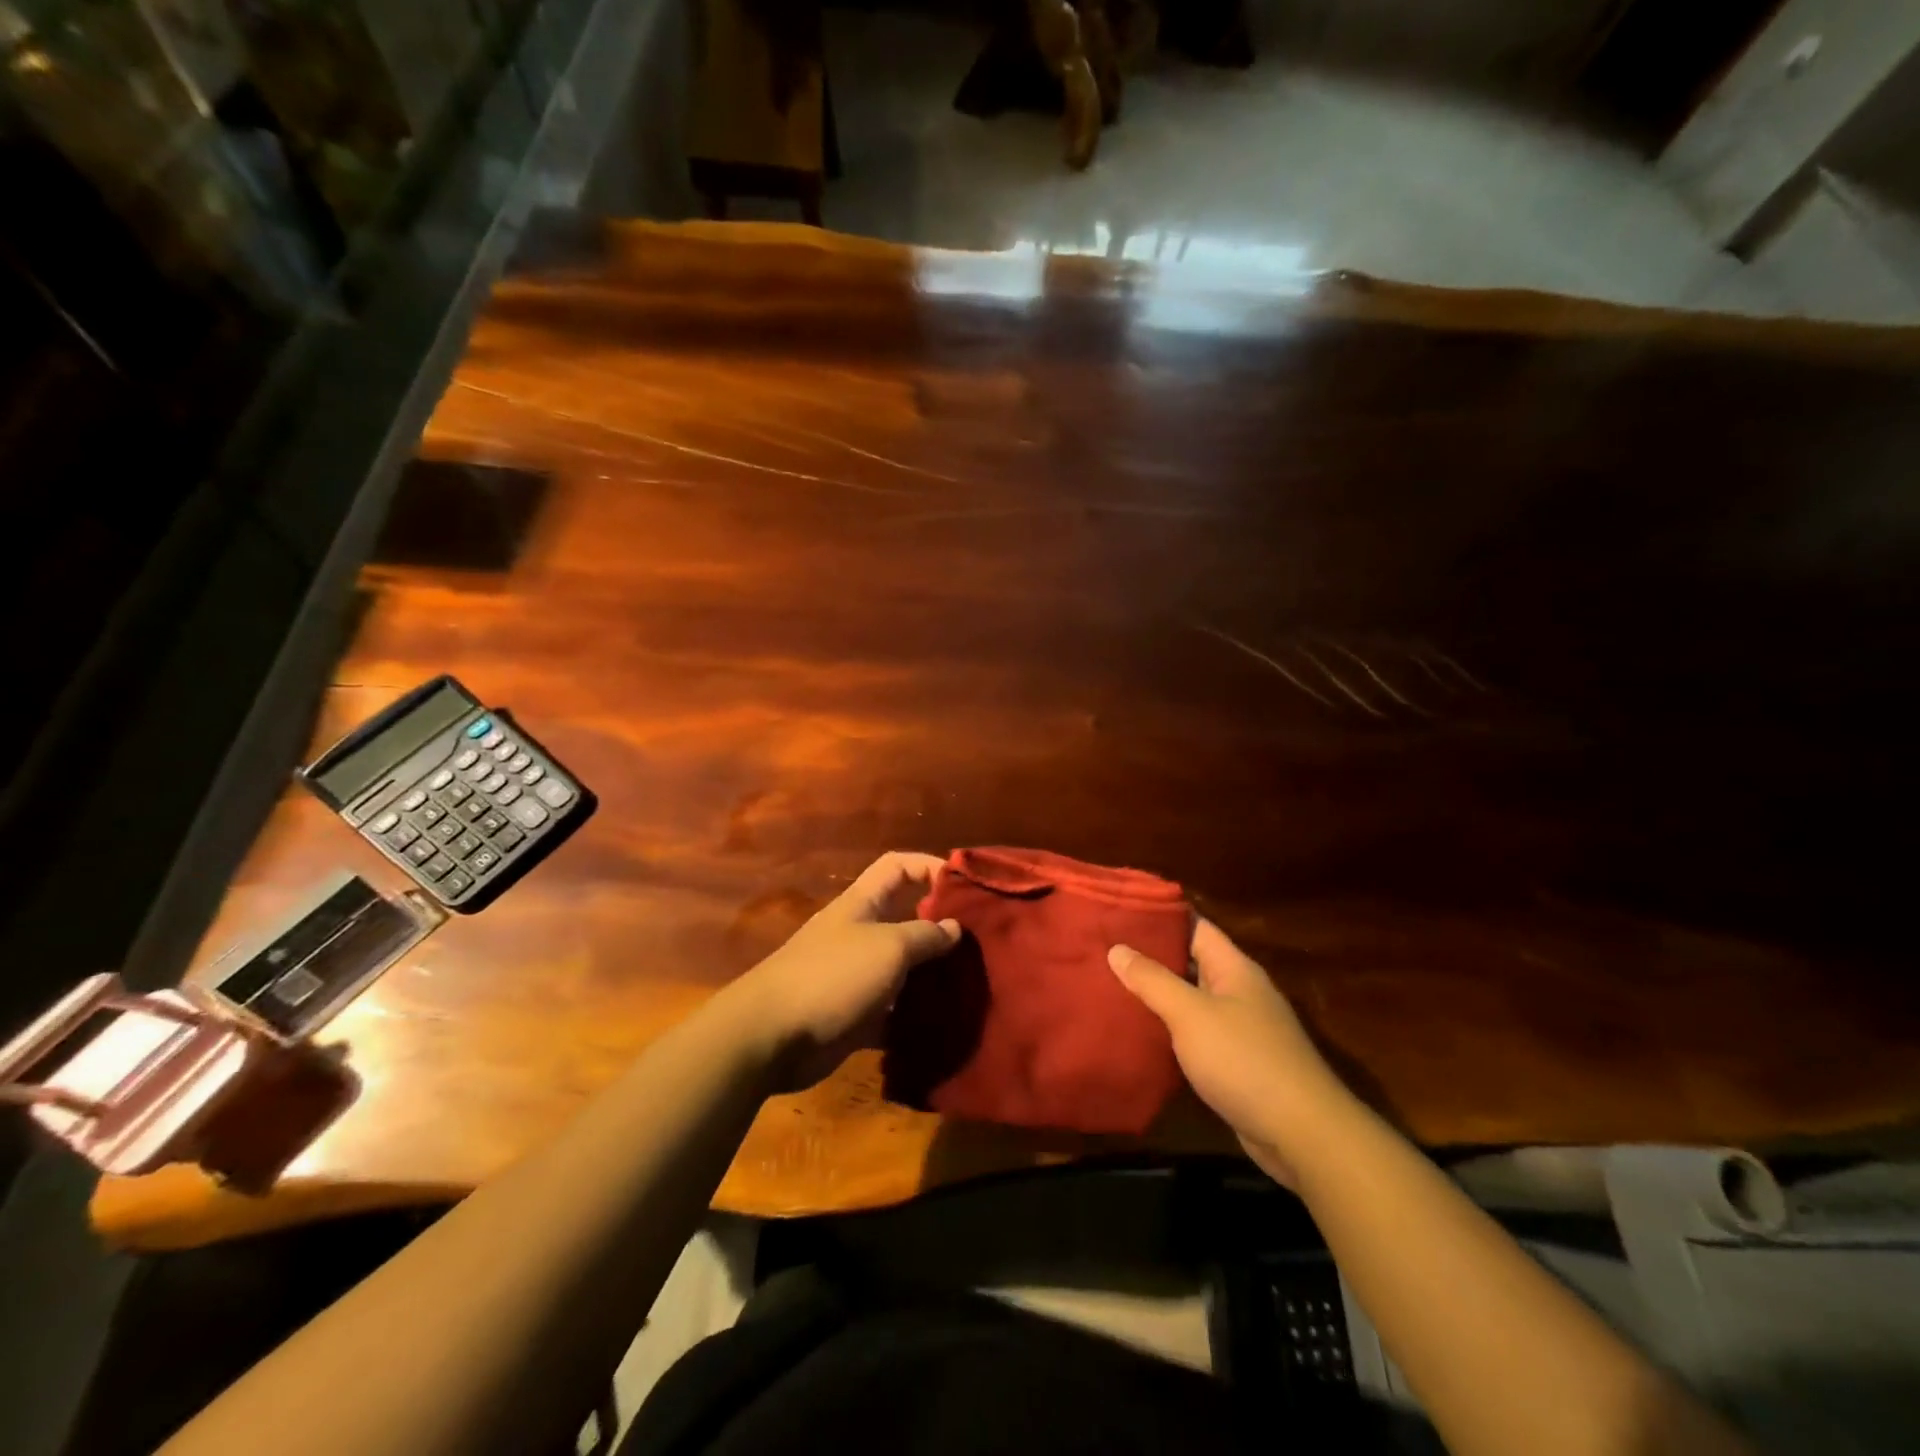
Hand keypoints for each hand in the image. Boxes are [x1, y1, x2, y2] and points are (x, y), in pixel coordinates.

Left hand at [726, 852, 960, 1090]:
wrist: (772, 1036)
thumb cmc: (833, 975)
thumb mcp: (889, 947)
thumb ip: (926, 935)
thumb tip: (954, 927)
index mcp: (862, 904)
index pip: (897, 866)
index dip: (928, 865)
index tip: (964, 884)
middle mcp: (858, 934)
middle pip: (904, 918)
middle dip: (939, 927)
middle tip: (978, 942)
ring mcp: (854, 975)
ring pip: (901, 968)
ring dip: (930, 976)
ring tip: (969, 985)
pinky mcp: (852, 1015)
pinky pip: (890, 1010)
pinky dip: (912, 1017)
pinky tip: (942, 1025)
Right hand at [1109, 919, 1350, 1184]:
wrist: (1302, 1135)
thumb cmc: (1244, 1060)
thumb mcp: (1190, 1014)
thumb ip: (1152, 980)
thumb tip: (1116, 949)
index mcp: (1234, 968)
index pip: (1194, 926)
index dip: (1159, 916)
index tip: (1119, 912)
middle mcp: (1239, 991)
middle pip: (1190, 961)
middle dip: (1150, 956)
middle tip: (1104, 949)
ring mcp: (1240, 1027)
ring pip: (1191, 998)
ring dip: (1157, 994)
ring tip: (1109, 985)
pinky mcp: (1236, 1062)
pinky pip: (1196, 1033)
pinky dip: (1169, 1029)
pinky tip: (1138, 1031)